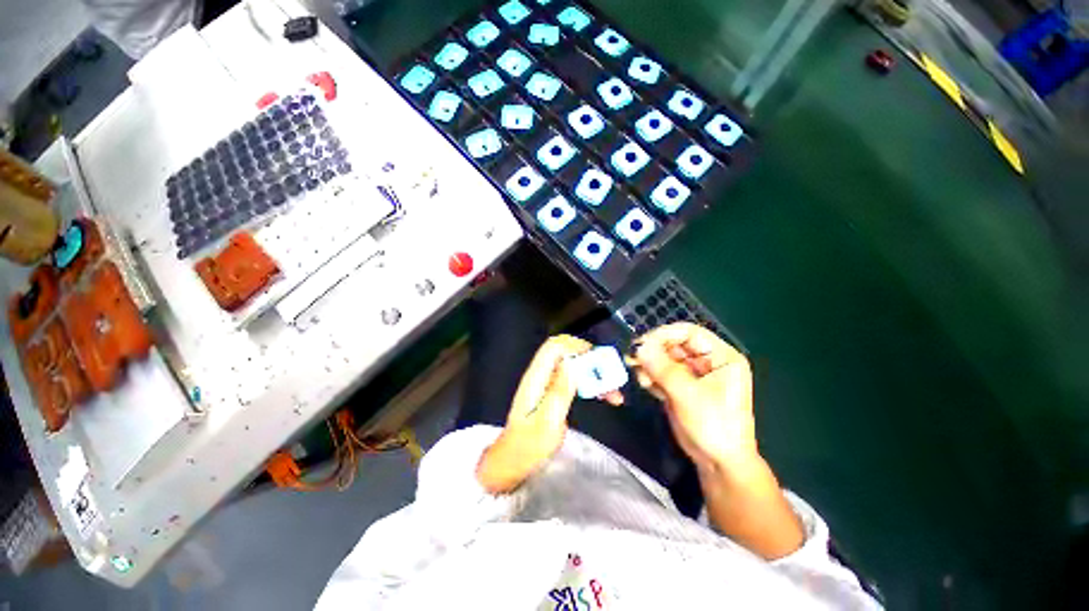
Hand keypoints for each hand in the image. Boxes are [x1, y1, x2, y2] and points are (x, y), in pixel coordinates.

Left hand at [477, 335, 621, 492]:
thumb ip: (560, 390)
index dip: (576, 346)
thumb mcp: (547, 421)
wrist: (514, 462)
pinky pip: (575, 380)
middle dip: (590, 361)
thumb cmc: (529, 445)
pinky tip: (604, 396)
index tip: (598, 359)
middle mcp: (541, 375)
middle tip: (610, 377)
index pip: (554, 346)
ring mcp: (547, 384)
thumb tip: (573, 362)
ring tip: (613, 393)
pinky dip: (590, 384)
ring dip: (594, 374)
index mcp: (536, 377)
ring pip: (574, 367)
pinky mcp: (554, 393)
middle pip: (567, 353)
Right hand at [633, 322, 757, 473]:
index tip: (642, 343)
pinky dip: (651, 376)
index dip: (665, 334)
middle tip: (634, 359)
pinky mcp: (680, 387)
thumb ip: (662, 368)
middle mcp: (707, 361)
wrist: (718, 463)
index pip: (690, 332)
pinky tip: (646, 385)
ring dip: (650, 365)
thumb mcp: (688, 394)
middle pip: (674, 345)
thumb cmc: (714, 426)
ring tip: (641, 377)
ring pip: (665, 358)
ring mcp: (692, 374)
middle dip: (654, 351)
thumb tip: (639, 347)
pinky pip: (661, 373)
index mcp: (721, 356)